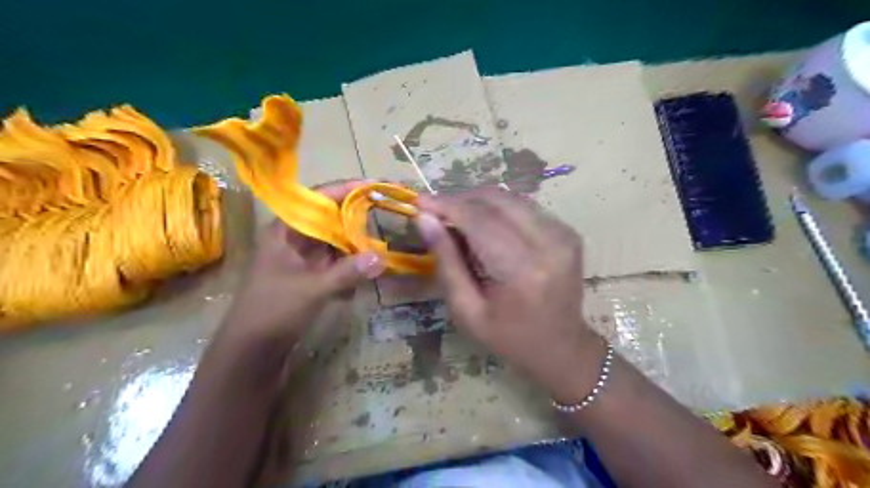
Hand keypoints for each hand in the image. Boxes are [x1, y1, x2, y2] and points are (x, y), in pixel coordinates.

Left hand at [220, 180, 385, 354]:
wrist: (251, 351)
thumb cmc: (273, 311)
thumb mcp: (313, 289)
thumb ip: (348, 272)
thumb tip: (382, 257)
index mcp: (285, 231)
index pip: (319, 199)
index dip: (347, 190)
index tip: (375, 186)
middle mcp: (293, 239)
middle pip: (329, 218)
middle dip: (356, 217)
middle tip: (386, 213)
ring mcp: (301, 258)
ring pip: (334, 240)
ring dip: (355, 242)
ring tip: (381, 240)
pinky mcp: (308, 276)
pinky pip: (334, 261)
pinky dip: (350, 262)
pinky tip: (366, 269)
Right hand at [414, 189, 606, 402]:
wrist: (561, 347)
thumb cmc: (508, 338)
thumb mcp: (467, 310)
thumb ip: (446, 262)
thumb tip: (425, 219)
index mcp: (523, 270)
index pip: (480, 220)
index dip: (447, 205)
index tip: (420, 201)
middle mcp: (549, 243)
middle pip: (497, 201)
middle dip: (461, 200)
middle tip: (436, 212)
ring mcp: (563, 234)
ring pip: (511, 198)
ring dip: (478, 202)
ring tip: (456, 219)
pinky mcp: (567, 231)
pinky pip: (524, 207)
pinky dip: (498, 210)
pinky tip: (484, 227)